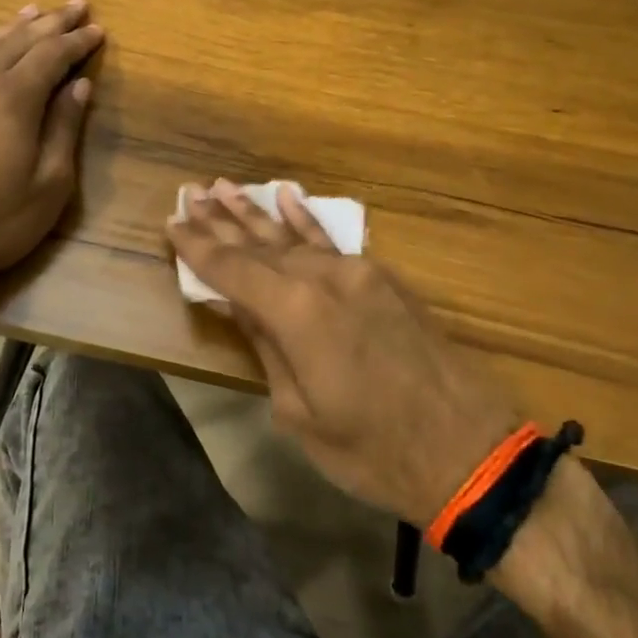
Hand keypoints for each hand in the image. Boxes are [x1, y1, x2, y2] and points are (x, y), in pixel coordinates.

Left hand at [0, 0, 103, 301]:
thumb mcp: (49, 183)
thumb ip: (65, 128)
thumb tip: (79, 85)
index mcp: (14, 97)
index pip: (53, 54)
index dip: (79, 40)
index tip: (99, 29)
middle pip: (21, 39)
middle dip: (53, 21)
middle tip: (76, 4)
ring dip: (16, 25)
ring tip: (35, 11)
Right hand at [167, 181, 515, 528]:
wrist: (467, 451)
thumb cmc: (371, 450)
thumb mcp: (299, 412)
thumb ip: (266, 347)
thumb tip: (237, 304)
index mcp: (298, 313)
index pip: (233, 269)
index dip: (198, 248)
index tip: (171, 223)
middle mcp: (326, 278)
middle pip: (261, 245)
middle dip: (221, 221)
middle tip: (190, 194)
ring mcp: (360, 273)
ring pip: (295, 237)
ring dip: (257, 214)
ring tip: (223, 187)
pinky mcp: (384, 280)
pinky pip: (334, 242)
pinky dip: (308, 220)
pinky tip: (288, 196)